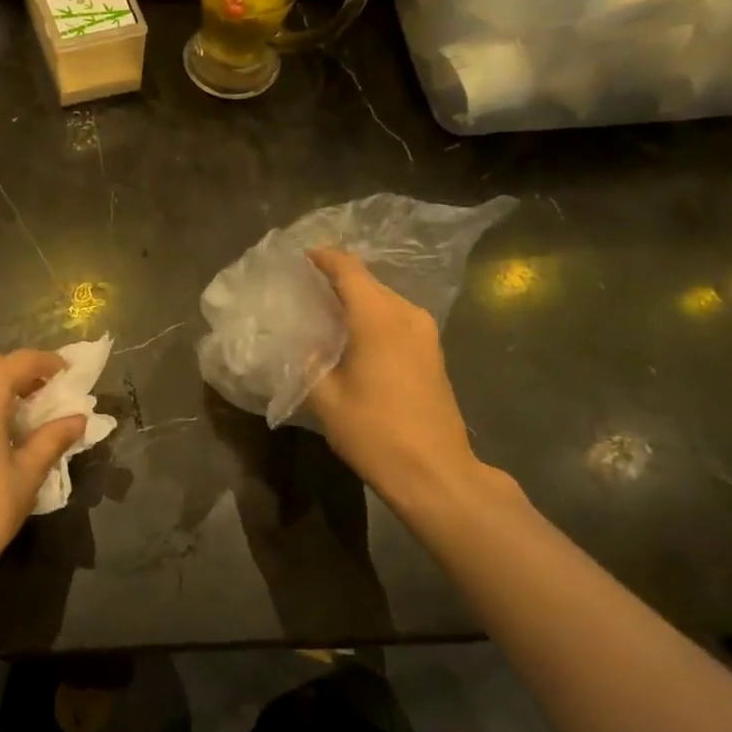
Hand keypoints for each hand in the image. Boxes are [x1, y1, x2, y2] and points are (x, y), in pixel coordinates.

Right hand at [305, 248, 497, 509]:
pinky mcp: (432, 352)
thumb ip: (306, 361)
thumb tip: (294, 340)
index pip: (347, 269)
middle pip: (367, 282)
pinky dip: (370, 318)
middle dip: (334, 280)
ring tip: (320, 314)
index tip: (296, 258)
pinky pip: (395, 319)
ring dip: (353, 301)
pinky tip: (350, 338)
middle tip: (300, 290)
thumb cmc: (376, 433)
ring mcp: (425, 333)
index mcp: (378, 318)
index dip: (321, 258)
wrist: (436, 473)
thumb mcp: (326, 399)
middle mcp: (406, 315)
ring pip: (383, 301)